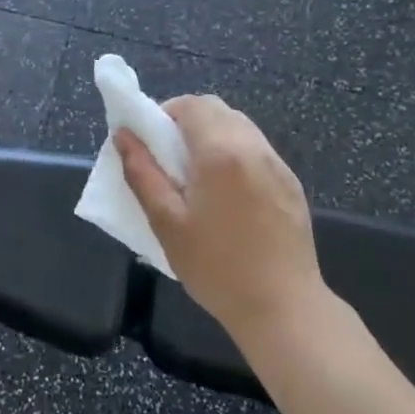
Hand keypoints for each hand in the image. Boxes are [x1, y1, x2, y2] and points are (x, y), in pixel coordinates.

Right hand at [116, 95, 328, 341]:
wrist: (283, 308)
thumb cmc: (216, 266)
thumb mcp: (166, 222)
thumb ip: (142, 173)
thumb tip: (123, 136)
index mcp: (220, 151)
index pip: (191, 105)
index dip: (165, 113)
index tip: (151, 142)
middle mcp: (253, 147)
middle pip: (216, 109)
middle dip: (187, 120)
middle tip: (169, 157)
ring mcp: (277, 164)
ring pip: (239, 126)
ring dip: (212, 134)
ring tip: (197, 175)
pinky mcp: (291, 183)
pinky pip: (257, 149)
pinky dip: (235, 152)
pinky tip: (227, 193)